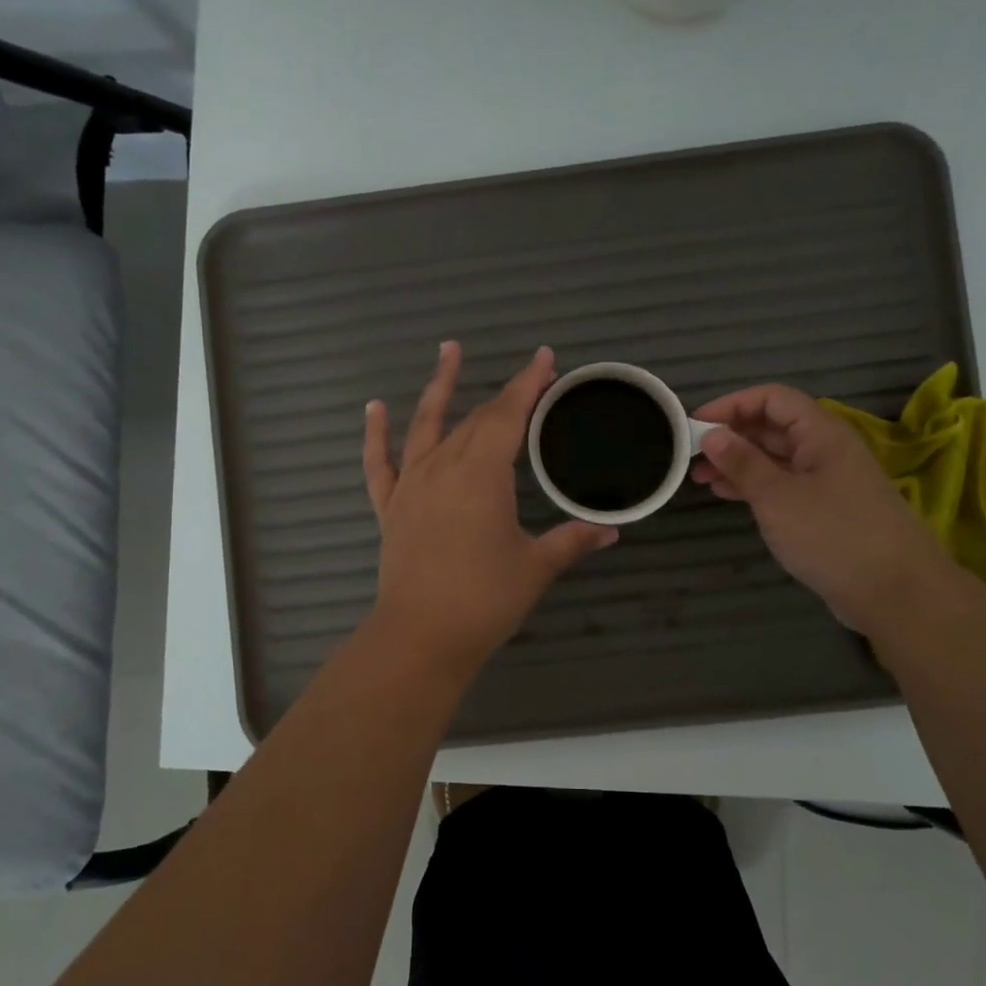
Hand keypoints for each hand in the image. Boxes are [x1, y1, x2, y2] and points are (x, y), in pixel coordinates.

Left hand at [364, 343, 616, 678]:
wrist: (421, 636)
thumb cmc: (484, 599)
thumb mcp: (536, 567)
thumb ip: (572, 541)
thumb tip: (611, 530)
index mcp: (483, 474)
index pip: (509, 415)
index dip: (528, 384)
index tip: (544, 358)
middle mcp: (444, 466)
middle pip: (476, 418)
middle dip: (505, 394)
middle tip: (529, 379)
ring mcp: (412, 484)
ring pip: (425, 424)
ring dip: (439, 386)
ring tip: (447, 349)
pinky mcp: (390, 507)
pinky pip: (379, 463)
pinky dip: (376, 434)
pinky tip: (375, 408)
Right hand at [690, 384, 947, 632]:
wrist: (895, 592)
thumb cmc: (833, 535)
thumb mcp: (777, 497)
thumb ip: (742, 462)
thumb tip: (711, 434)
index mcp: (821, 433)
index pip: (771, 398)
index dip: (731, 404)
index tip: (693, 424)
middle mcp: (824, 449)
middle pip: (772, 426)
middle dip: (730, 435)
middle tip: (690, 454)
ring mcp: (826, 480)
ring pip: (774, 457)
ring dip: (737, 462)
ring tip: (699, 477)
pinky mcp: (824, 509)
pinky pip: (782, 484)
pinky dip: (753, 485)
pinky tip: (726, 494)